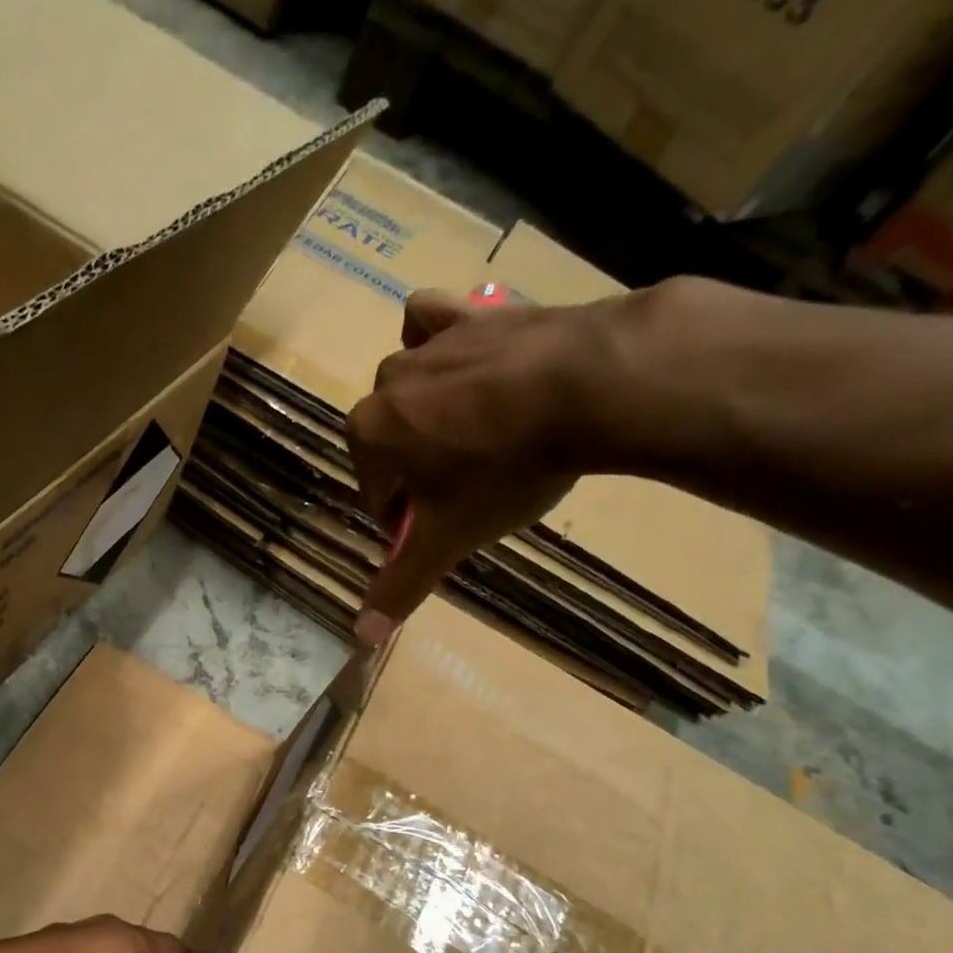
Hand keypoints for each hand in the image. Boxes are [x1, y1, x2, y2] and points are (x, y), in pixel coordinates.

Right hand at [345, 287, 640, 642]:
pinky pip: (434, 319)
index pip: (375, 494)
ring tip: (467, 436)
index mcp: (369, 435)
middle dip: (414, 473)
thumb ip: (402, 585)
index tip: (438, 533)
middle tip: (463, 494)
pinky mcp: (475, 313)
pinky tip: (458, 361)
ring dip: (423, 414)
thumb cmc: (506, 470)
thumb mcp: (450, 538)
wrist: (592, 384)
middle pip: (389, 444)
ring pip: (408, 386)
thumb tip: (361, 639)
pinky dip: (437, 340)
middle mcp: (387, 384)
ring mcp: (431, 342)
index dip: (403, 522)